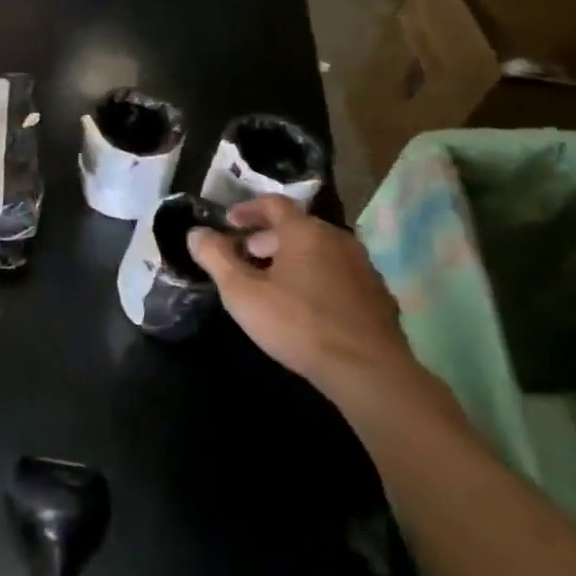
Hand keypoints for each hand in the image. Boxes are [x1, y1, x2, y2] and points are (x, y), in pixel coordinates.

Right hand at [188, 195, 419, 402]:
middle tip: (247, 256)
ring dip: (294, 258)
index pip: (274, 204)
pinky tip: (308, 307)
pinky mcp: (379, 297)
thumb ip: (215, 257)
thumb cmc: (297, 324)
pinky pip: (341, 275)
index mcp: (305, 232)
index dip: (247, 209)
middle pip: (298, 227)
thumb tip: (195, 233)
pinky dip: (319, 279)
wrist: (368, 372)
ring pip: (321, 251)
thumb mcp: (242, 292)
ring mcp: (364, 268)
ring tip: (274, 283)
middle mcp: (339, 240)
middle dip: (268, 238)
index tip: (229, 223)